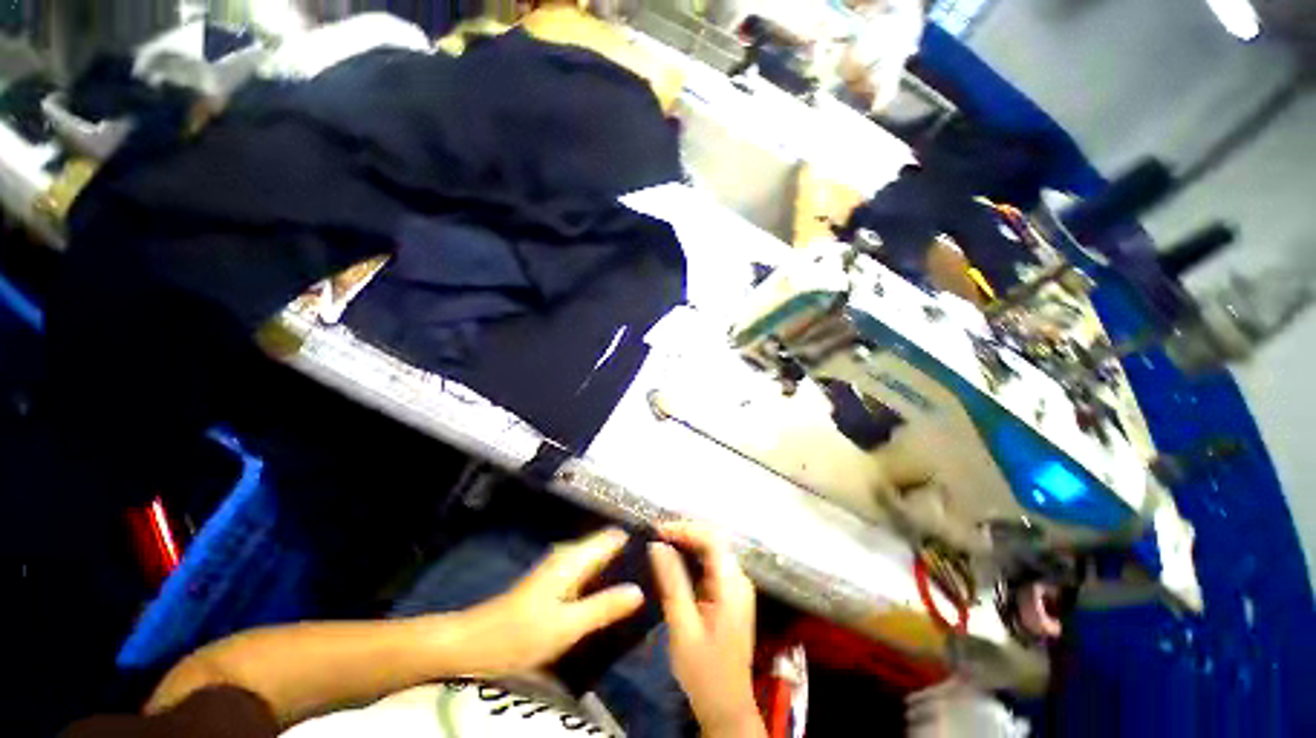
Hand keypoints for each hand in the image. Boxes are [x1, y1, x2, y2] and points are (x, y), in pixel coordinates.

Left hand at [457, 528, 643, 676]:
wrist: (474, 645)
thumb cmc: (519, 633)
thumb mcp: (567, 626)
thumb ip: (604, 606)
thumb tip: (641, 589)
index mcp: (574, 558)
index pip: (614, 536)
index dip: (637, 541)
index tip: (664, 554)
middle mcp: (571, 557)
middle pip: (610, 549)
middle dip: (633, 560)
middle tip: (661, 579)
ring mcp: (564, 571)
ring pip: (601, 564)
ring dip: (620, 574)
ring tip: (649, 590)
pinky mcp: (559, 587)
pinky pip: (591, 578)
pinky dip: (606, 585)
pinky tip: (619, 603)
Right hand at [650, 522, 764, 735]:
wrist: (726, 707)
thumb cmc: (703, 671)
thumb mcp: (682, 626)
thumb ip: (672, 582)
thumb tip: (657, 545)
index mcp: (732, 585)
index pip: (712, 539)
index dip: (685, 528)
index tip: (658, 531)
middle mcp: (739, 579)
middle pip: (714, 541)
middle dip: (685, 532)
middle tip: (656, 535)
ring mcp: (736, 586)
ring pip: (712, 550)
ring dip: (687, 542)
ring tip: (660, 543)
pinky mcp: (730, 594)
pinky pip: (711, 564)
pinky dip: (692, 557)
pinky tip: (674, 561)